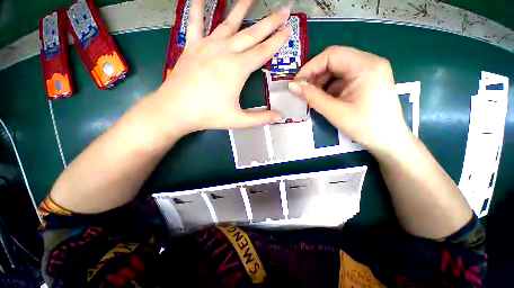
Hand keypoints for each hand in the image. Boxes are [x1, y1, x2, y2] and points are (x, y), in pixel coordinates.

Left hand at [152, 0, 291, 134]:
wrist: (175, 110)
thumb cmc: (208, 115)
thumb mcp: (238, 120)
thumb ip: (260, 118)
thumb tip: (280, 117)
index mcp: (237, 69)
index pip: (263, 51)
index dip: (278, 40)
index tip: (289, 28)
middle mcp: (225, 52)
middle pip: (252, 34)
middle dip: (270, 22)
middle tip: (283, 9)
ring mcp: (207, 46)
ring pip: (228, 23)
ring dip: (241, 9)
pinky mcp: (192, 47)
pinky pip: (195, 22)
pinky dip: (197, 7)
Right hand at [288, 46, 410, 153]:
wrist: (388, 140)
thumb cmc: (365, 127)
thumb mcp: (335, 112)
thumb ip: (312, 97)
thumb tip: (292, 86)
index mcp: (366, 66)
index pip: (331, 55)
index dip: (310, 67)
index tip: (297, 84)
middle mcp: (369, 62)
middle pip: (334, 60)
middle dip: (315, 75)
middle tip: (303, 92)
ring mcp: (368, 71)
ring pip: (336, 69)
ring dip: (321, 82)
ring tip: (313, 98)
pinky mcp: (365, 80)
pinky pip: (341, 78)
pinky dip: (329, 87)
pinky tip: (324, 99)